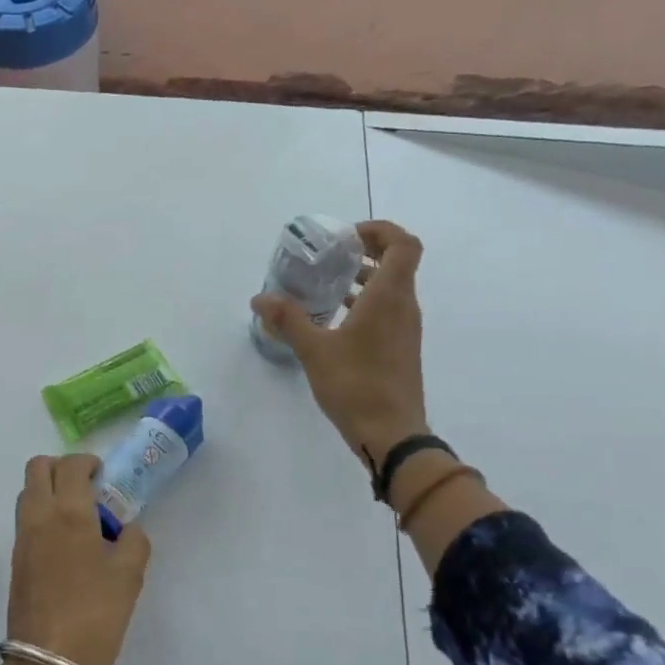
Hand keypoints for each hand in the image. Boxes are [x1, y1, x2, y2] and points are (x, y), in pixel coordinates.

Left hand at [7, 454, 151, 664]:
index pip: (70, 465)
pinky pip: (27, 518)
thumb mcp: (129, 575)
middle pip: (38, 468)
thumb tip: (125, 529)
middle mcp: (39, 515)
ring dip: (50, 490)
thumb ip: (133, 540)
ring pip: (29, 492)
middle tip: (88, 489)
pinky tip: (69, 544)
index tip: (104, 477)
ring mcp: (22, 537)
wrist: (50, 661)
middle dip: (62, 468)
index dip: (88, 463)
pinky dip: (44, 515)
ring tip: (80, 518)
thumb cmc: (95, 613)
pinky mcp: (16, 559)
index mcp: (68, 512)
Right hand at [251, 219, 429, 466]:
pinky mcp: (400, 348)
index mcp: (389, 297)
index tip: (346, 237)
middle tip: (330, 255)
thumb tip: (259, 298)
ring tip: (326, 283)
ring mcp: (405, 329)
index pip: (403, 244)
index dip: (380, 230)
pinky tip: (333, 318)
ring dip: (364, 277)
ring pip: (392, 287)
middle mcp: (404, 306)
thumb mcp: (314, 350)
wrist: (391, 434)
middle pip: (398, 261)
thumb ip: (288, 319)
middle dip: (366, 251)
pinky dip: (364, 302)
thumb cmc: (356, 385)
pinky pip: (387, 310)